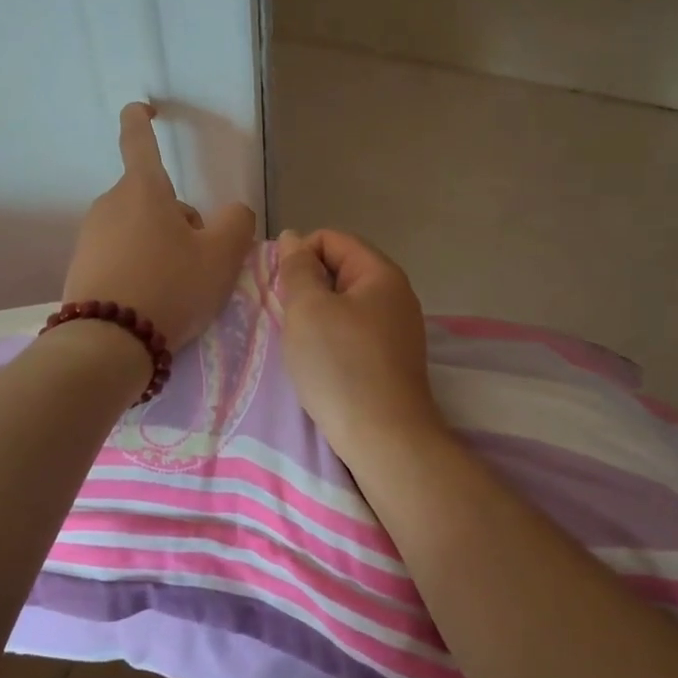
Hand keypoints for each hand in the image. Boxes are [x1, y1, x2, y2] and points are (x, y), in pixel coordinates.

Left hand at [63, 104, 256, 351]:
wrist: (107, 344)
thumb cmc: (170, 287)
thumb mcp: (222, 256)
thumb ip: (237, 223)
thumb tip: (232, 213)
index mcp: (142, 190)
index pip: (138, 140)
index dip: (141, 119)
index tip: (144, 108)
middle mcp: (110, 203)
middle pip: (154, 199)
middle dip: (179, 220)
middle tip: (198, 261)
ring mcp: (90, 236)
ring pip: (140, 229)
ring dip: (162, 246)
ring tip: (176, 289)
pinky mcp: (81, 267)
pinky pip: (121, 255)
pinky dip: (140, 268)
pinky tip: (151, 301)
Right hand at [273, 229, 444, 451]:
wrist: (385, 440)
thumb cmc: (341, 366)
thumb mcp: (308, 309)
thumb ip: (297, 269)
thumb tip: (293, 238)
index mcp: (381, 273)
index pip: (331, 239)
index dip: (299, 255)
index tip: (279, 289)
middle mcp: (396, 294)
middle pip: (340, 270)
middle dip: (307, 287)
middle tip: (287, 318)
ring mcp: (399, 329)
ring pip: (345, 304)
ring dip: (317, 316)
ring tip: (301, 344)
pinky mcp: (393, 359)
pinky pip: (355, 332)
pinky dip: (333, 339)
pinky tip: (321, 364)